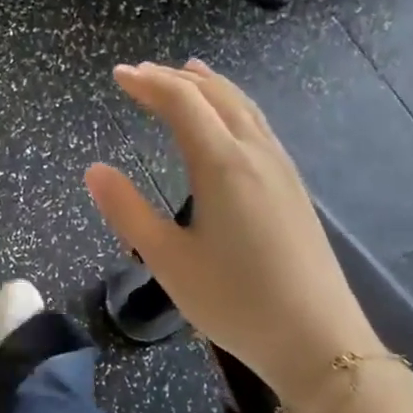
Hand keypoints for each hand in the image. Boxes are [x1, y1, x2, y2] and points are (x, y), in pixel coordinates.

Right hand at [84, 60, 377, 405]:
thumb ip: (128, 211)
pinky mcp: (293, 188)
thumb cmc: (234, 300)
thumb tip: (94, 170)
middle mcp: (255, 154)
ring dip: (210, 86)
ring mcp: (281, 169)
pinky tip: (228, 121)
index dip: (147, 84)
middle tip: (141, 74)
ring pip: (243, 107)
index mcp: (222, 164)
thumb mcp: (167, 259)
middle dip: (175, 79)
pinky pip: (258, 126)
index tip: (118, 76)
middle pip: (215, 96)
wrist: (317, 339)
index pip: (181, 103)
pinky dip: (233, 106)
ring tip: (188, 73)